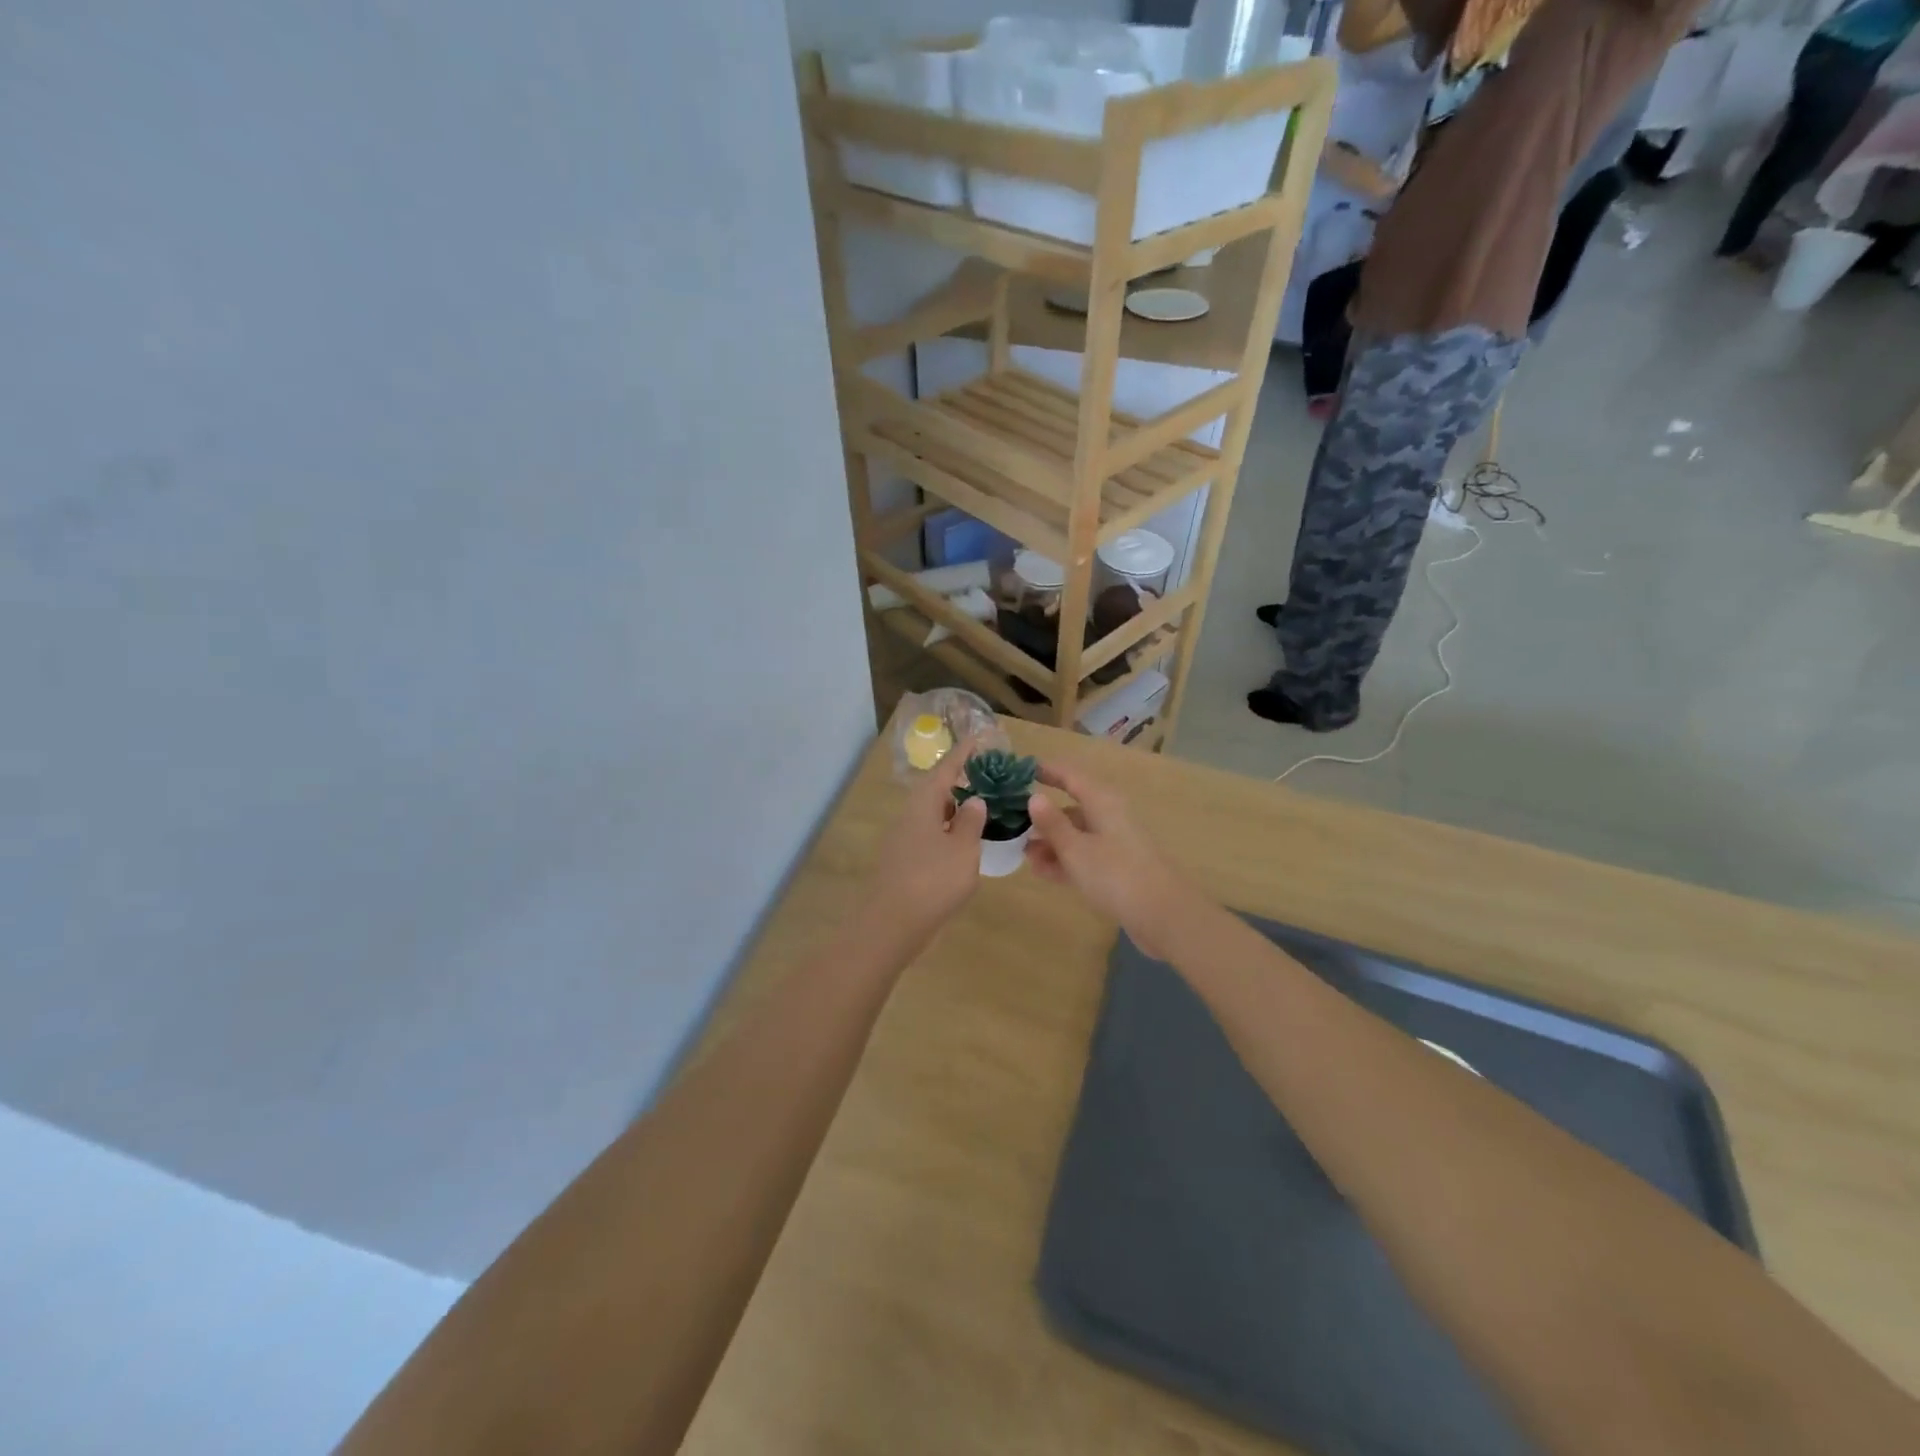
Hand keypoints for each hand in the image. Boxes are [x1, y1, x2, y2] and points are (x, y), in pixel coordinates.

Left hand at [862, 742, 987, 948]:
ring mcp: (903, 838)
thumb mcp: (963, 849)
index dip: (962, 754)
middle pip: (935, 789)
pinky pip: (929, 833)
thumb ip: (971, 822)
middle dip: (958, 780)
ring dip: (953, 807)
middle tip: (984, 775)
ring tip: (979, 806)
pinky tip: (962, 841)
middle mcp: (909, 815)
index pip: (945, 770)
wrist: (892, 923)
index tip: (977, 738)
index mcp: (923, 804)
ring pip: (931, 813)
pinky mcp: (903, 860)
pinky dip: (948, 829)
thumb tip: (974, 800)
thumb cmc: (933, 881)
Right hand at [1026, 760, 1194, 958]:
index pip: (1071, 776)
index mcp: (1102, 802)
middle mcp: (1109, 817)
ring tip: (1023, 854)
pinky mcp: (1117, 869)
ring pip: (1076, 835)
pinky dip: (1065, 860)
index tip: (1021, 770)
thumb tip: (1034, 797)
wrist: (1163, 915)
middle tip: (1011, 823)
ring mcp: (1115, 844)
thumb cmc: (1115, 874)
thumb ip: (1052, 823)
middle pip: (1072, 807)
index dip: (1047, 771)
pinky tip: (1042, 872)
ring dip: (1051, 843)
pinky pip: (1084, 856)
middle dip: (1043, 816)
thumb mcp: (1076, 849)